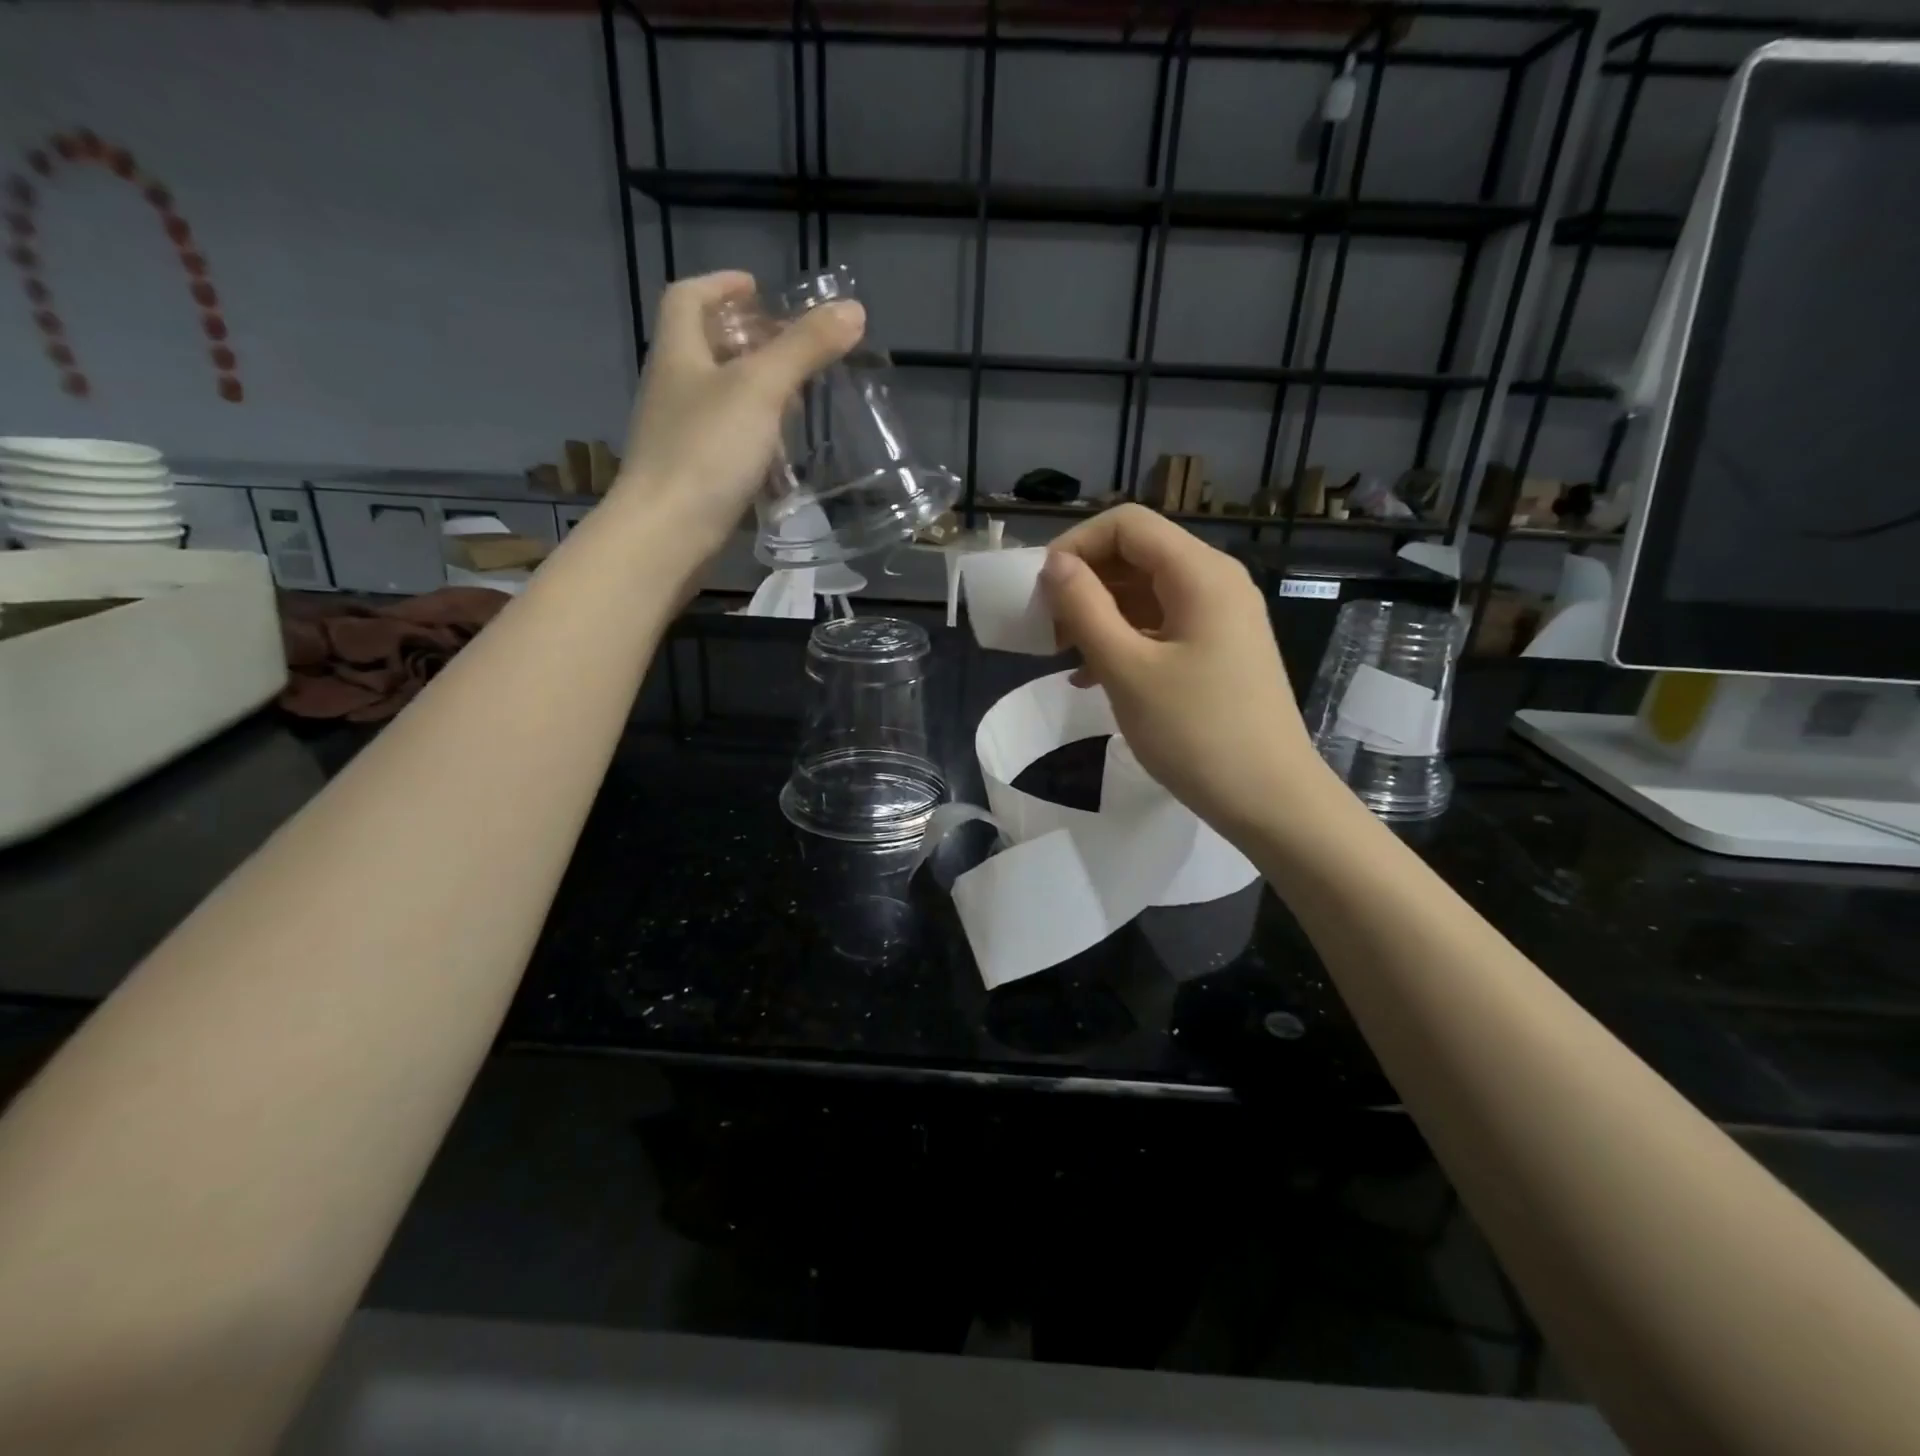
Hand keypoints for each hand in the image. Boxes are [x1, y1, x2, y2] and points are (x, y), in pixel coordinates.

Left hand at [612, 270, 863, 558]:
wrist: (666, 535)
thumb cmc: (707, 452)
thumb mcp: (761, 390)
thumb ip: (804, 348)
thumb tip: (853, 309)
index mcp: (678, 354)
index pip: (689, 298)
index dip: (721, 284)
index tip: (758, 289)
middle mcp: (672, 390)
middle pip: (705, 348)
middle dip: (747, 341)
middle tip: (791, 349)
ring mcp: (678, 436)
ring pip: (717, 398)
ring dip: (753, 392)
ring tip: (795, 401)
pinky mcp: (692, 477)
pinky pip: (723, 441)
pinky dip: (752, 436)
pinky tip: (778, 455)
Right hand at [1039, 504, 1333, 838]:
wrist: (1270, 800)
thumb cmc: (1196, 733)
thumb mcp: (1128, 670)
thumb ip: (1085, 608)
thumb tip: (1053, 565)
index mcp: (1199, 574)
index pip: (1127, 524)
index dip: (1076, 546)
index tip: (1040, 591)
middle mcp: (1215, 582)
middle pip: (1137, 554)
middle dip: (1085, 582)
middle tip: (1046, 627)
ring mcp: (1221, 618)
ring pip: (1146, 592)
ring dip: (1100, 614)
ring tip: (1063, 654)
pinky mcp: (1219, 650)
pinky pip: (1161, 625)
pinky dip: (1124, 639)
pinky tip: (1093, 676)